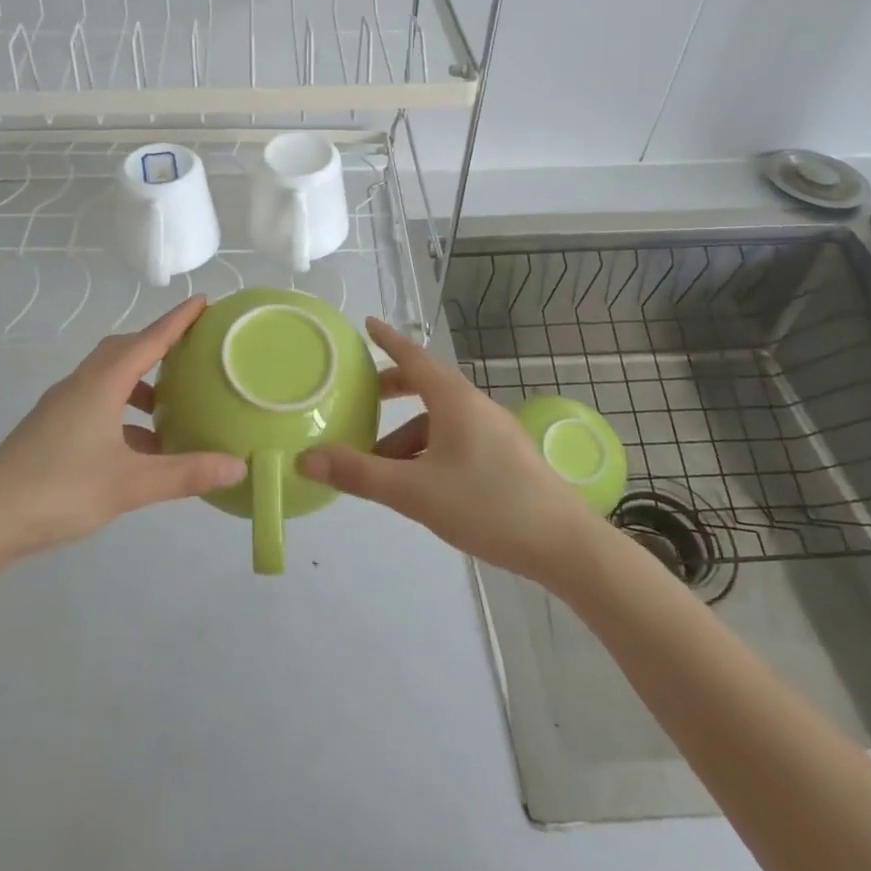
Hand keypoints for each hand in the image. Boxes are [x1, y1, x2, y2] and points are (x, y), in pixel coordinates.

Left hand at [0, 297, 245, 567]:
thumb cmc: (59, 490)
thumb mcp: (129, 484)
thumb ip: (185, 474)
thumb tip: (238, 466)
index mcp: (101, 385)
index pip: (148, 340)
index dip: (177, 320)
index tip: (203, 301)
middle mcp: (81, 385)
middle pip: (124, 350)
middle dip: (157, 345)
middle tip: (191, 350)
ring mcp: (61, 407)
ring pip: (108, 379)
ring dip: (139, 383)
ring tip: (169, 405)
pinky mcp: (51, 430)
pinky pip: (96, 403)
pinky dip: (122, 413)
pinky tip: (138, 446)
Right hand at [297, 317, 592, 581]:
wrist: (565, 545)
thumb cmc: (487, 506)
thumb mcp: (414, 491)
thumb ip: (359, 474)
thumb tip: (305, 458)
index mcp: (454, 400)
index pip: (414, 356)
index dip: (388, 339)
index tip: (367, 324)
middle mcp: (475, 406)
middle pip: (427, 385)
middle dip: (393, 390)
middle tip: (362, 398)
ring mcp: (495, 431)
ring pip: (441, 419)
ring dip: (408, 433)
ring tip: (382, 465)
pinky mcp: (507, 457)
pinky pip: (457, 438)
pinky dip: (430, 449)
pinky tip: (421, 483)